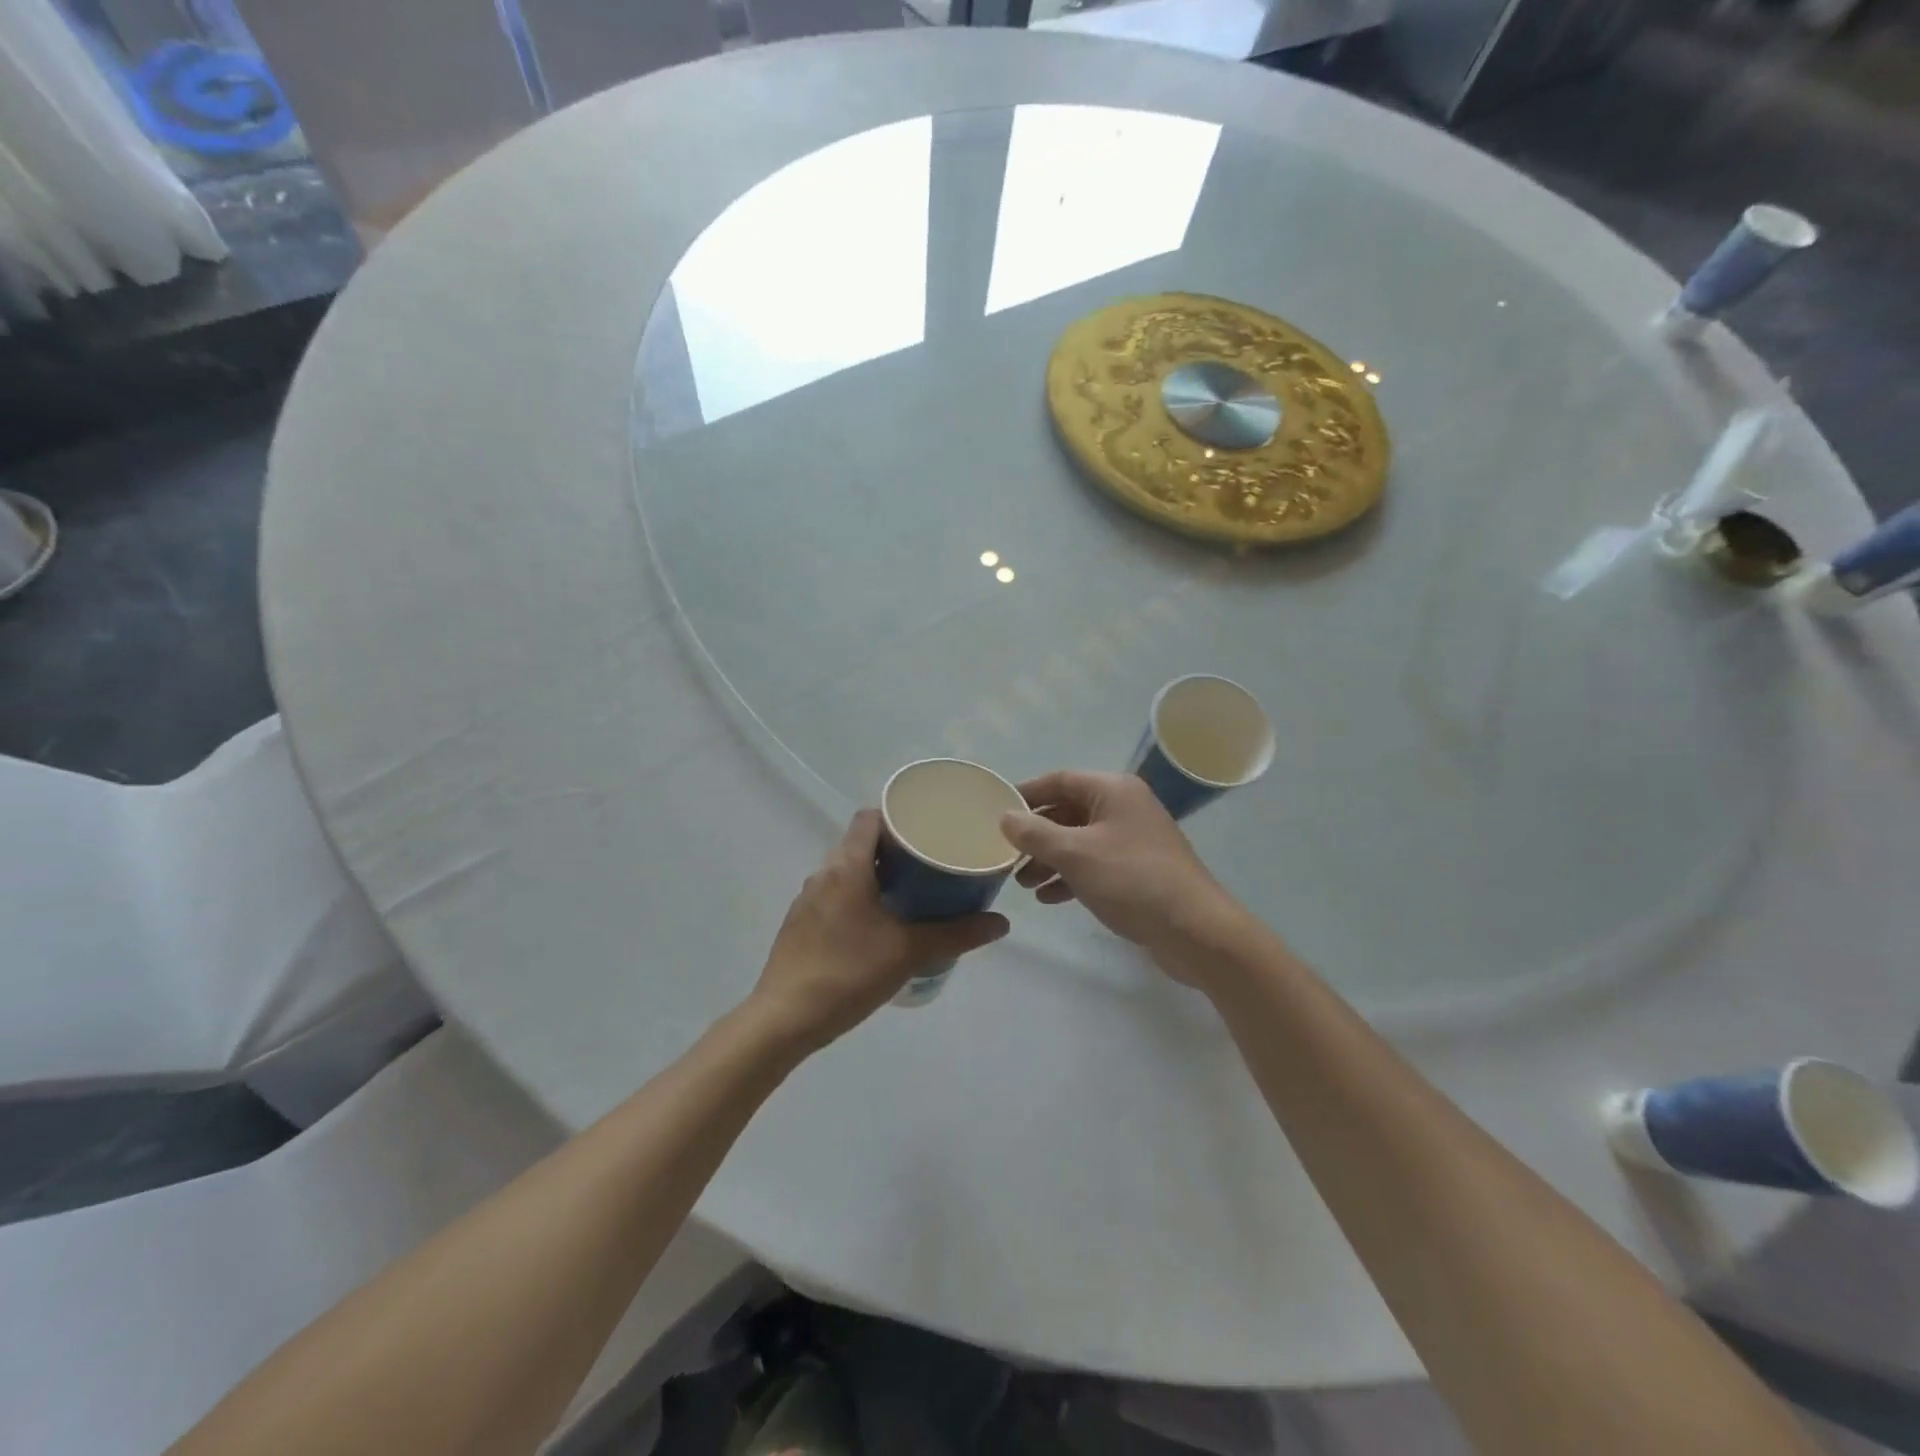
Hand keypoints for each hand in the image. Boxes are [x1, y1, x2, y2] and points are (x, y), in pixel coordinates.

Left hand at [752, 809, 1008, 1048]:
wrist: (784, 1020)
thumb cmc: (848, 974)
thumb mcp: (909, 952)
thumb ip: (956, 934)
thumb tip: (1001, 922)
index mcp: (847, 866)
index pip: (870, 817)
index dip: (898, 817)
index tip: (928, 829)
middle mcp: (823, 873)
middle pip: (861, 843)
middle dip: (895, 848)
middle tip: (931, 863)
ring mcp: (807, 899)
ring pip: (847, 870)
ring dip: (876, 874)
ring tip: (912, 892)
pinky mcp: (800, 923)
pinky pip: (835, 894)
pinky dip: (859, 896)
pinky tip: (879, 924)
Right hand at [1000, 770, 1247, 984]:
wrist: (1194, 930)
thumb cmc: (1131, 880)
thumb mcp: (1076, 854)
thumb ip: (1035, 833)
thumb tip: (1005, 817)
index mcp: (1113, 790)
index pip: (1059, 780)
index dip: (1026, 795)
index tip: (995, 812)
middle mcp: (1124, 807)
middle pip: (1067, 811)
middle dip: (1035, 835)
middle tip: (1005, 855)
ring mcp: (1133, 839)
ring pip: (1079, 840)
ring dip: (1049, 859)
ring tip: (1023, 883)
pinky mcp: (1137, 870)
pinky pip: (1094, 864)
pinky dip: (1070, 876)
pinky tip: (1049, 897)